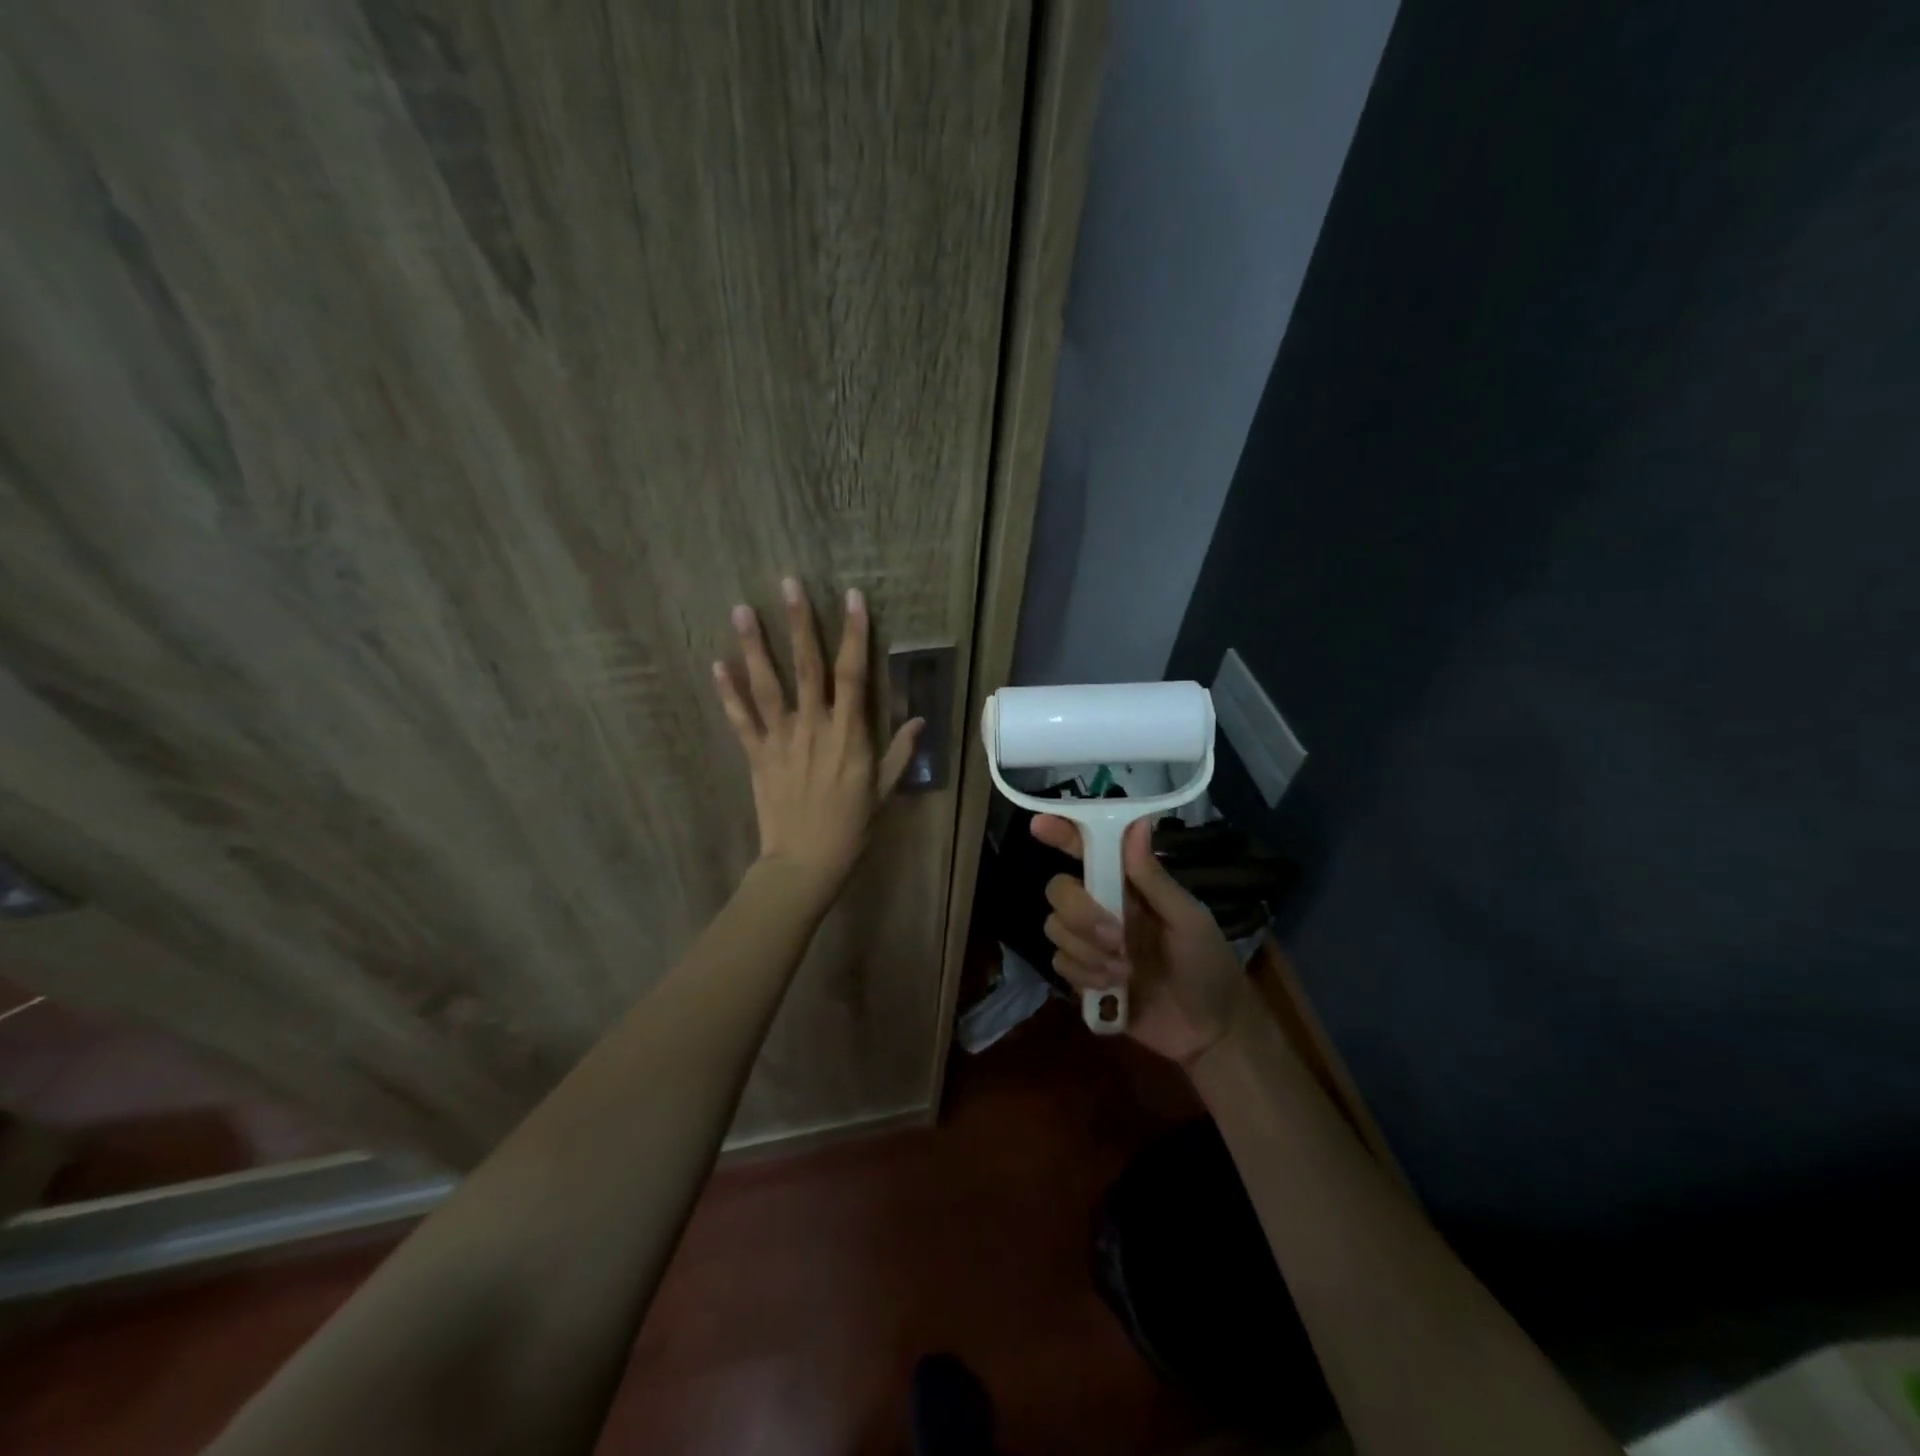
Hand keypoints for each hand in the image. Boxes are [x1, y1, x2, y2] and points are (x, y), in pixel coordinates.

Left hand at [714, 578, 922, 895]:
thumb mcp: (884, 791)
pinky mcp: (756, 755)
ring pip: (767, 684)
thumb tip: (919, 720)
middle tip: (788, 583)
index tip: (852, 598)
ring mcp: (781, 739)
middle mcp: (814, 726)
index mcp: (849, 733)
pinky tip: (716, 664)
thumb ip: (900, 753)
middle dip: (800, 622)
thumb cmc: (851, 828)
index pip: (853, 673)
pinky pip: (740, 719)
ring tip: (741, 609)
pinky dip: (728, 692)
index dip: (854, 634)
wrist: (805, 863)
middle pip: (806, 666)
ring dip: (754, 646)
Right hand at [1032, 815, 1250, 1067]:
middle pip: (1059, 890)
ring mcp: (1089, 943)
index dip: (1061, 834)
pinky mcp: (1082, 977)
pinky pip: (1059, 963)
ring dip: (1087, 950)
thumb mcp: (1189, 919)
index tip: (1039, 825)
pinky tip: (1114, 988)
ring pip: (1054, 927)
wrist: (1209, 1030)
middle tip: (1117, 938)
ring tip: (1125, 970)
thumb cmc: (1208, 964)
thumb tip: (1136, 823)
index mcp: (1127, 886)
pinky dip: (1084, 975)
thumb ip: (1154, 877)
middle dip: (1080, 913)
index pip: (1088, 850)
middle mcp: (1102, 907)